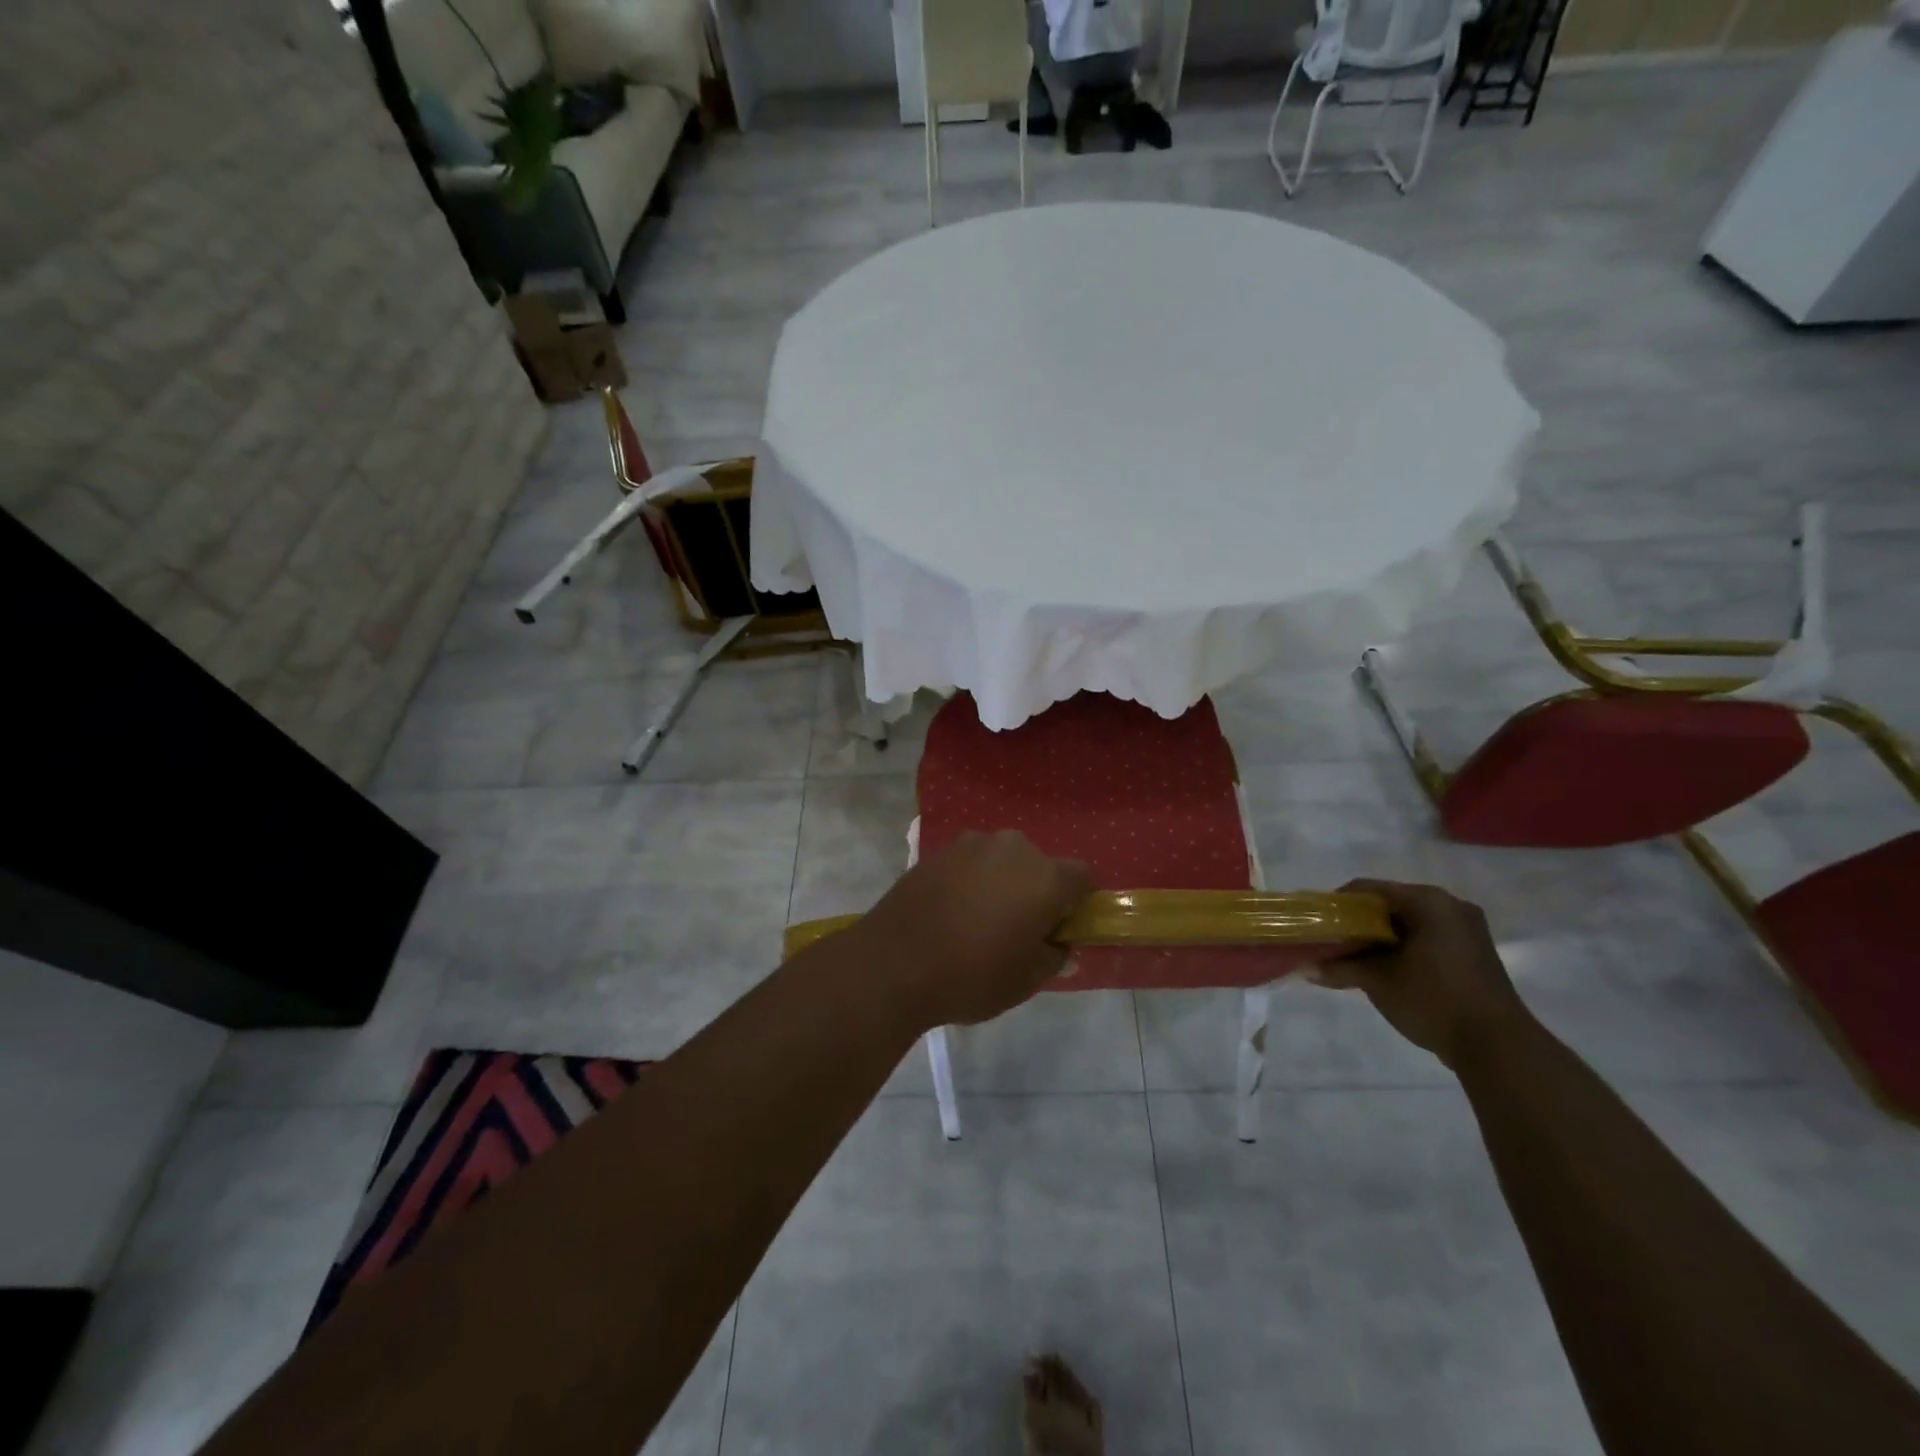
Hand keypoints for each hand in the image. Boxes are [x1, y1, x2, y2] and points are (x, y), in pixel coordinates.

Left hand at [855, 831, 1093, 1028]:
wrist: (893, 963)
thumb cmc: (972, 975)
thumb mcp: (1025, 981)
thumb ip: (1053, 958)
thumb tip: (1061, 948)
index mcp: (1045, 877)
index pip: (1081, 877)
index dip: (1075, 903)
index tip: (1057, 930)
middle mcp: (1012, 849)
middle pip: (1038, 864)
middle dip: (1035, 891)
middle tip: (1016, 929)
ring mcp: (970, 845)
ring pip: (1001, 861)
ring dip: (1000, 883)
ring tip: (977, 921)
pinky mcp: (936, 851)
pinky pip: (968, 864)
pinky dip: (968, 881)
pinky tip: (950, 913)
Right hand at [1312, 879, 1531, 1069]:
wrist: (1499, 1047)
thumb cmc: (1433, 999)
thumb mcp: (1378, 982)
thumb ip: (1341, 968)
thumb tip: (1307, 968)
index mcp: (1428, 901)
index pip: (1368, 889)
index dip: (1338, 906)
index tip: (1320, 926)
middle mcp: (1451, 905)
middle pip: (1390, 905)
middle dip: (1359, 925)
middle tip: (1335, 945)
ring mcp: (1468, 930)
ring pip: (1410, 924)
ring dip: (1381, 940)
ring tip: (1357, 961)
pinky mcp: (1475, 953)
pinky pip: (1429, 939)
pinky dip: (1405, 950)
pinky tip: (1388, 972)